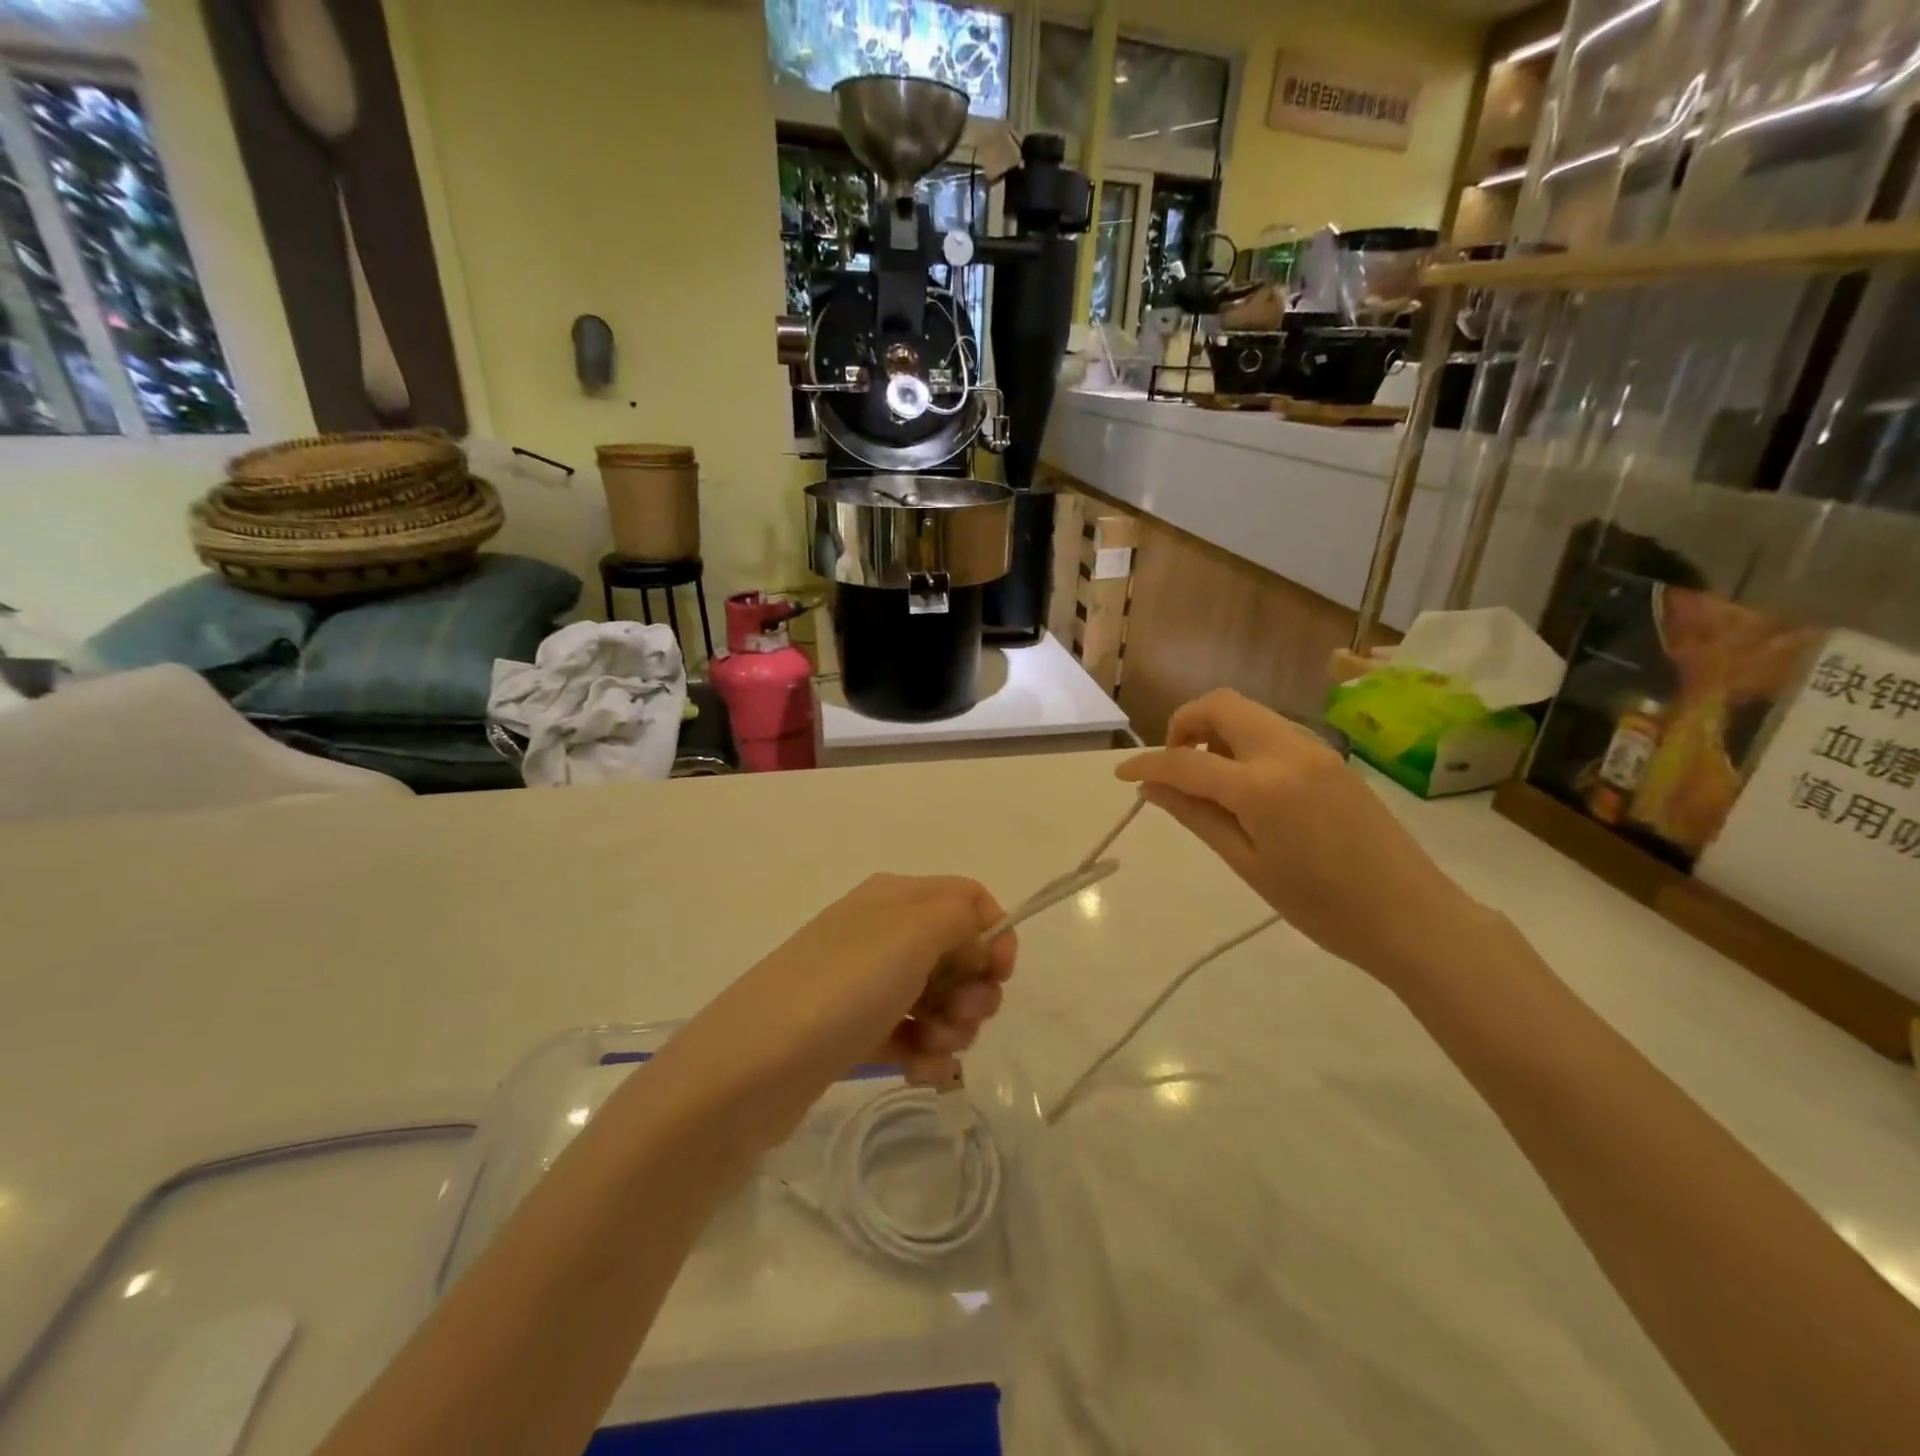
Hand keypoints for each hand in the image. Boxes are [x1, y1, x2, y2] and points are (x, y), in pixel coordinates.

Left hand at [652, 875, 1014, 1146]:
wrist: (748, 1070)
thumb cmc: (840, 989)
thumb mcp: (911, 933)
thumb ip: (961, 919)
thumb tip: (977, 939)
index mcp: (895, 898)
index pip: (968, 899)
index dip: (994, 933)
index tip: (998, 976)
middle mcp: (882, 933)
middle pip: (957, 952)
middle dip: (974, 990)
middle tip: (963, 1019)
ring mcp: (865, 984)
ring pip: (937, 999)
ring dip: (952, 1028)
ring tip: (933, 1051)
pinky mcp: (854, 1032)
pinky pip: (909, 1037)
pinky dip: (924, 1055)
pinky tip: (918, 1075)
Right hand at [1117, 689, 1488, 989]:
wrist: (1412, 916)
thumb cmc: (1322, 906)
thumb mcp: (1248, 864)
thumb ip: (1196, 816)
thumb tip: (1152, 788)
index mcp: (1261, 785)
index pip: (1187, 759)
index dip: (1148, 762)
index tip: (1121, 773)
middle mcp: (1287, 750)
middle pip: (1221, 704)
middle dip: (1183, 723)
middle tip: (1173, 766)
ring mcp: (1314, 749)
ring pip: (1248, 711)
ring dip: (1215, 729)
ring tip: (1205, 778)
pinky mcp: (1331, 757)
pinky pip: (1273, 730)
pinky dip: (1243, 740)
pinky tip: (1243, 783)